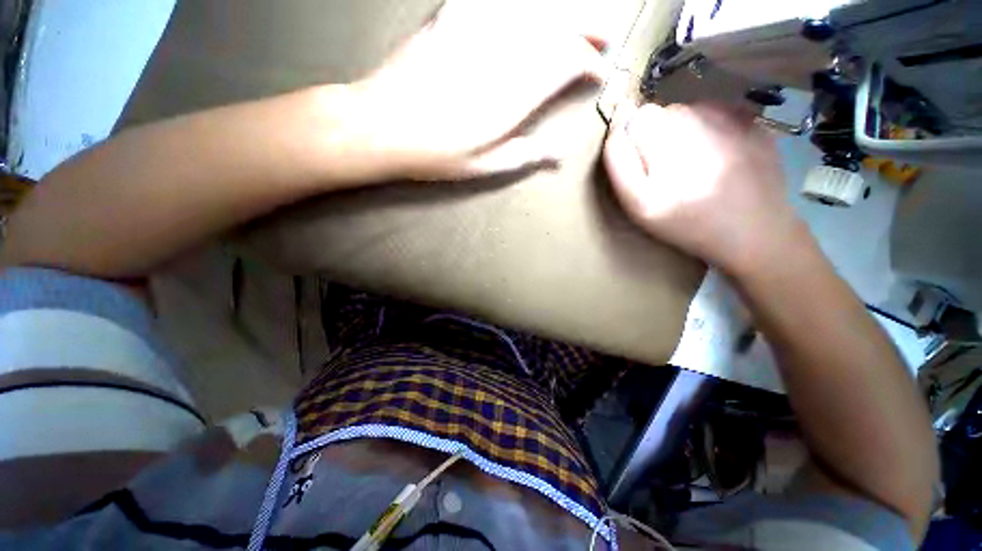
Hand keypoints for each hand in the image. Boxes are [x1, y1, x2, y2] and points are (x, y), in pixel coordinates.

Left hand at [349, 0, 607, 179]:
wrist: (379, 125)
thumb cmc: (432, 153)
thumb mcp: (482, 167)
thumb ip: (523, 155)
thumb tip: (558, 154)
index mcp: (508, 98)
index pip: (564, 64)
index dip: (588, 65)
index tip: (599, 74)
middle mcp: (497, 57)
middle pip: (556, 30)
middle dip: (587, 33)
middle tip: (604, 40)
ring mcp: (473, 32)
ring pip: (532, 10)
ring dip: (563, 14)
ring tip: (580, 21)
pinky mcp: (451, 18)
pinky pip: (493, 0)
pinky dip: (519, 4)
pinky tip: (530, 10)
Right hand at [604, 103, 805, 274]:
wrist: (753, 233)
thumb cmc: (686, 224)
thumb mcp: (638, 206)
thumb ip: (621, 164)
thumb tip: (621, 122)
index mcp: (663, 155)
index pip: (635, 120)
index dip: (631, 136)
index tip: (639, 159)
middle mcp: (698, 130)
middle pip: (661, 112)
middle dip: (655, 135)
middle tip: (667, 168)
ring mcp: (731, 122)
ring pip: (687, 109)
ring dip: (681, 129)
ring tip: (691, 161)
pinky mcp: (754, 123)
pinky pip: (716, 110)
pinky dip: (709, 125)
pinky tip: (715, 151)